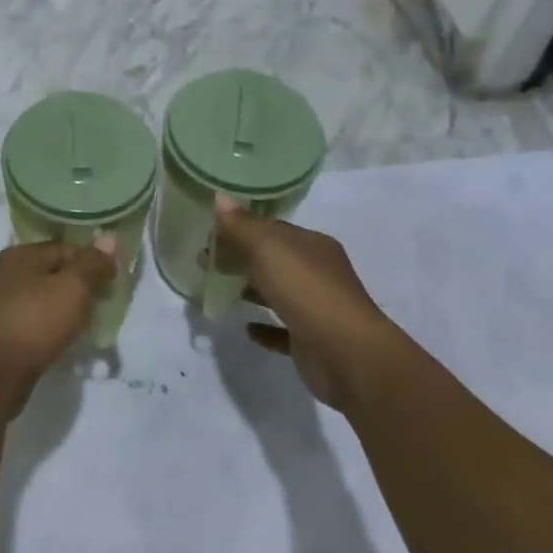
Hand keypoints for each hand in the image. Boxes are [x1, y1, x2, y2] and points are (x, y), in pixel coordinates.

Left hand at [0, 240, 114, 407]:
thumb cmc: (35, 322)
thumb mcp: (71, 288)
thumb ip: (92, 264)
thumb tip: (109, 237)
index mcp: (22, 254)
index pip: (67, 249)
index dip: (93, 263)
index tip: (114, 285)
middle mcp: (10, 273)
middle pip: (56, 273)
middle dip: (81, 289)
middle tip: (103, 307)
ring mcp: (5, 303)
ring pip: (47, 300)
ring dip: (69, 311)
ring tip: (88, 328)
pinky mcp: (6, 332)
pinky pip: (38, 322)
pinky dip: (54, 329)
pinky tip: (67, 342)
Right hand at [213, 197, 402, 408]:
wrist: (348, 355)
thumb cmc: (307, 290)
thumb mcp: (268, 248)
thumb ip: (241, 225)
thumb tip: (219, 197)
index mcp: (312, 245)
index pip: (272, 229)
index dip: (241, 228)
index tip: (210, 233)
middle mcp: (317, 272)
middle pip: (273, 259)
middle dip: (240, 257)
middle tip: (205, 261)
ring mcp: (317, 308)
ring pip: (277, 292)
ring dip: (250, 289)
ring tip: (217, 288)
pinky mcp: (312, 341)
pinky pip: (283, 330)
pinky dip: (265, 327)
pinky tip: (247, 328)